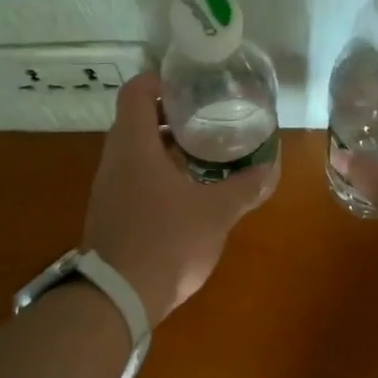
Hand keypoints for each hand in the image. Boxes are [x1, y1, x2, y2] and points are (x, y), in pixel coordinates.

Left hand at [84, 73, 278, 324]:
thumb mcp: (215, 213)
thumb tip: (270, 169)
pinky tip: (184, 191)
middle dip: (169, 115)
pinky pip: (131, 178)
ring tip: (201, 152)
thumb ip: (244, 188)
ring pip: (133, 151)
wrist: (116, 297)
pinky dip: (155, 173)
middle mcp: (114, 160)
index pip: (136, 92)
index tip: (190, 85)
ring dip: (163, 146)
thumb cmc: (166, 242)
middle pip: (135, 120)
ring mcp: (107, 188)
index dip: (160, 80)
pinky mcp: (109, 214)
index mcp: (133, 145)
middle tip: (205, 116)